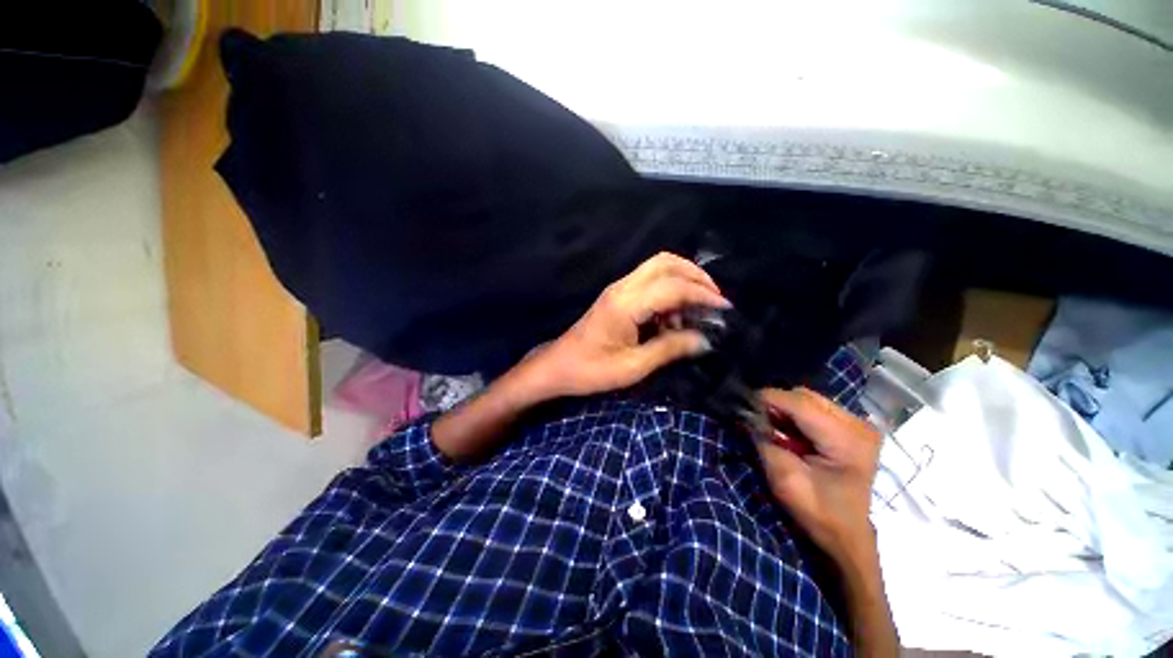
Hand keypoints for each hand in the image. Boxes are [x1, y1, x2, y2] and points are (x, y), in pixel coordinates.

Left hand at [521, 252, 730, 398]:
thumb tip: (704, 340)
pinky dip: (668, 291)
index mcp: (626, 304)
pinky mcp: (617, 296)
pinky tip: (673, 318)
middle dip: (695, 275)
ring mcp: (618, 289)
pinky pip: (649, 282)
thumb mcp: (633, 366)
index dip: (702, 294)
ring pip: (657, 267)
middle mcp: (622, 288)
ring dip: (682, 281)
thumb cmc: (592, 370)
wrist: (559, 366)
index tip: (724, 308)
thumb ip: (670, 349)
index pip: (672, 287)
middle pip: (665, 262)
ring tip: (696, 310)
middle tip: (714, 298)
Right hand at [754, 388, 881, 563]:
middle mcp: (858, 424)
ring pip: (809, 399)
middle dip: (776, 404)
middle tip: (759, 421)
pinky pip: (817, 408)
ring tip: (774, 428)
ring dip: (786, 409)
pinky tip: (791, 432)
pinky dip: (798, 415)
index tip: (743, 406)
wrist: (848, 536)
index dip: (767, 399)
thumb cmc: (818, 512)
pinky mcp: (855, 429)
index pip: (799, 402)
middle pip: (805, 396)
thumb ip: (763, 441)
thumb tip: (745, 415)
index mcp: (846, 439)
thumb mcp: (784, 478)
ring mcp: (859, 425)